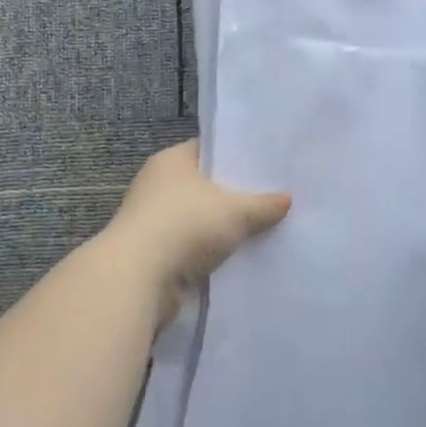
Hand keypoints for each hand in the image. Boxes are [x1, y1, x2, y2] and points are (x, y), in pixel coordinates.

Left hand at [103, 141, 290, 319]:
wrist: (138, 277)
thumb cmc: (185, 225)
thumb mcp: (236, 211)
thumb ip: (263, 205)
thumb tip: (287, 199)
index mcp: (171, 161)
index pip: (208, 149)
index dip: (235, 155)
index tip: (265, 165)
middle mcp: (156, 185)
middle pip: (203, 185)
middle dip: (233, 194)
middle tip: (271, 198)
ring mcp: (152, 220)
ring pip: (197, 219)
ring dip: (220, 228)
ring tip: (261, 230)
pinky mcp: (152, 253)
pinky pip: (190, 247)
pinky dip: (209, 253)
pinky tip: (237, 258)